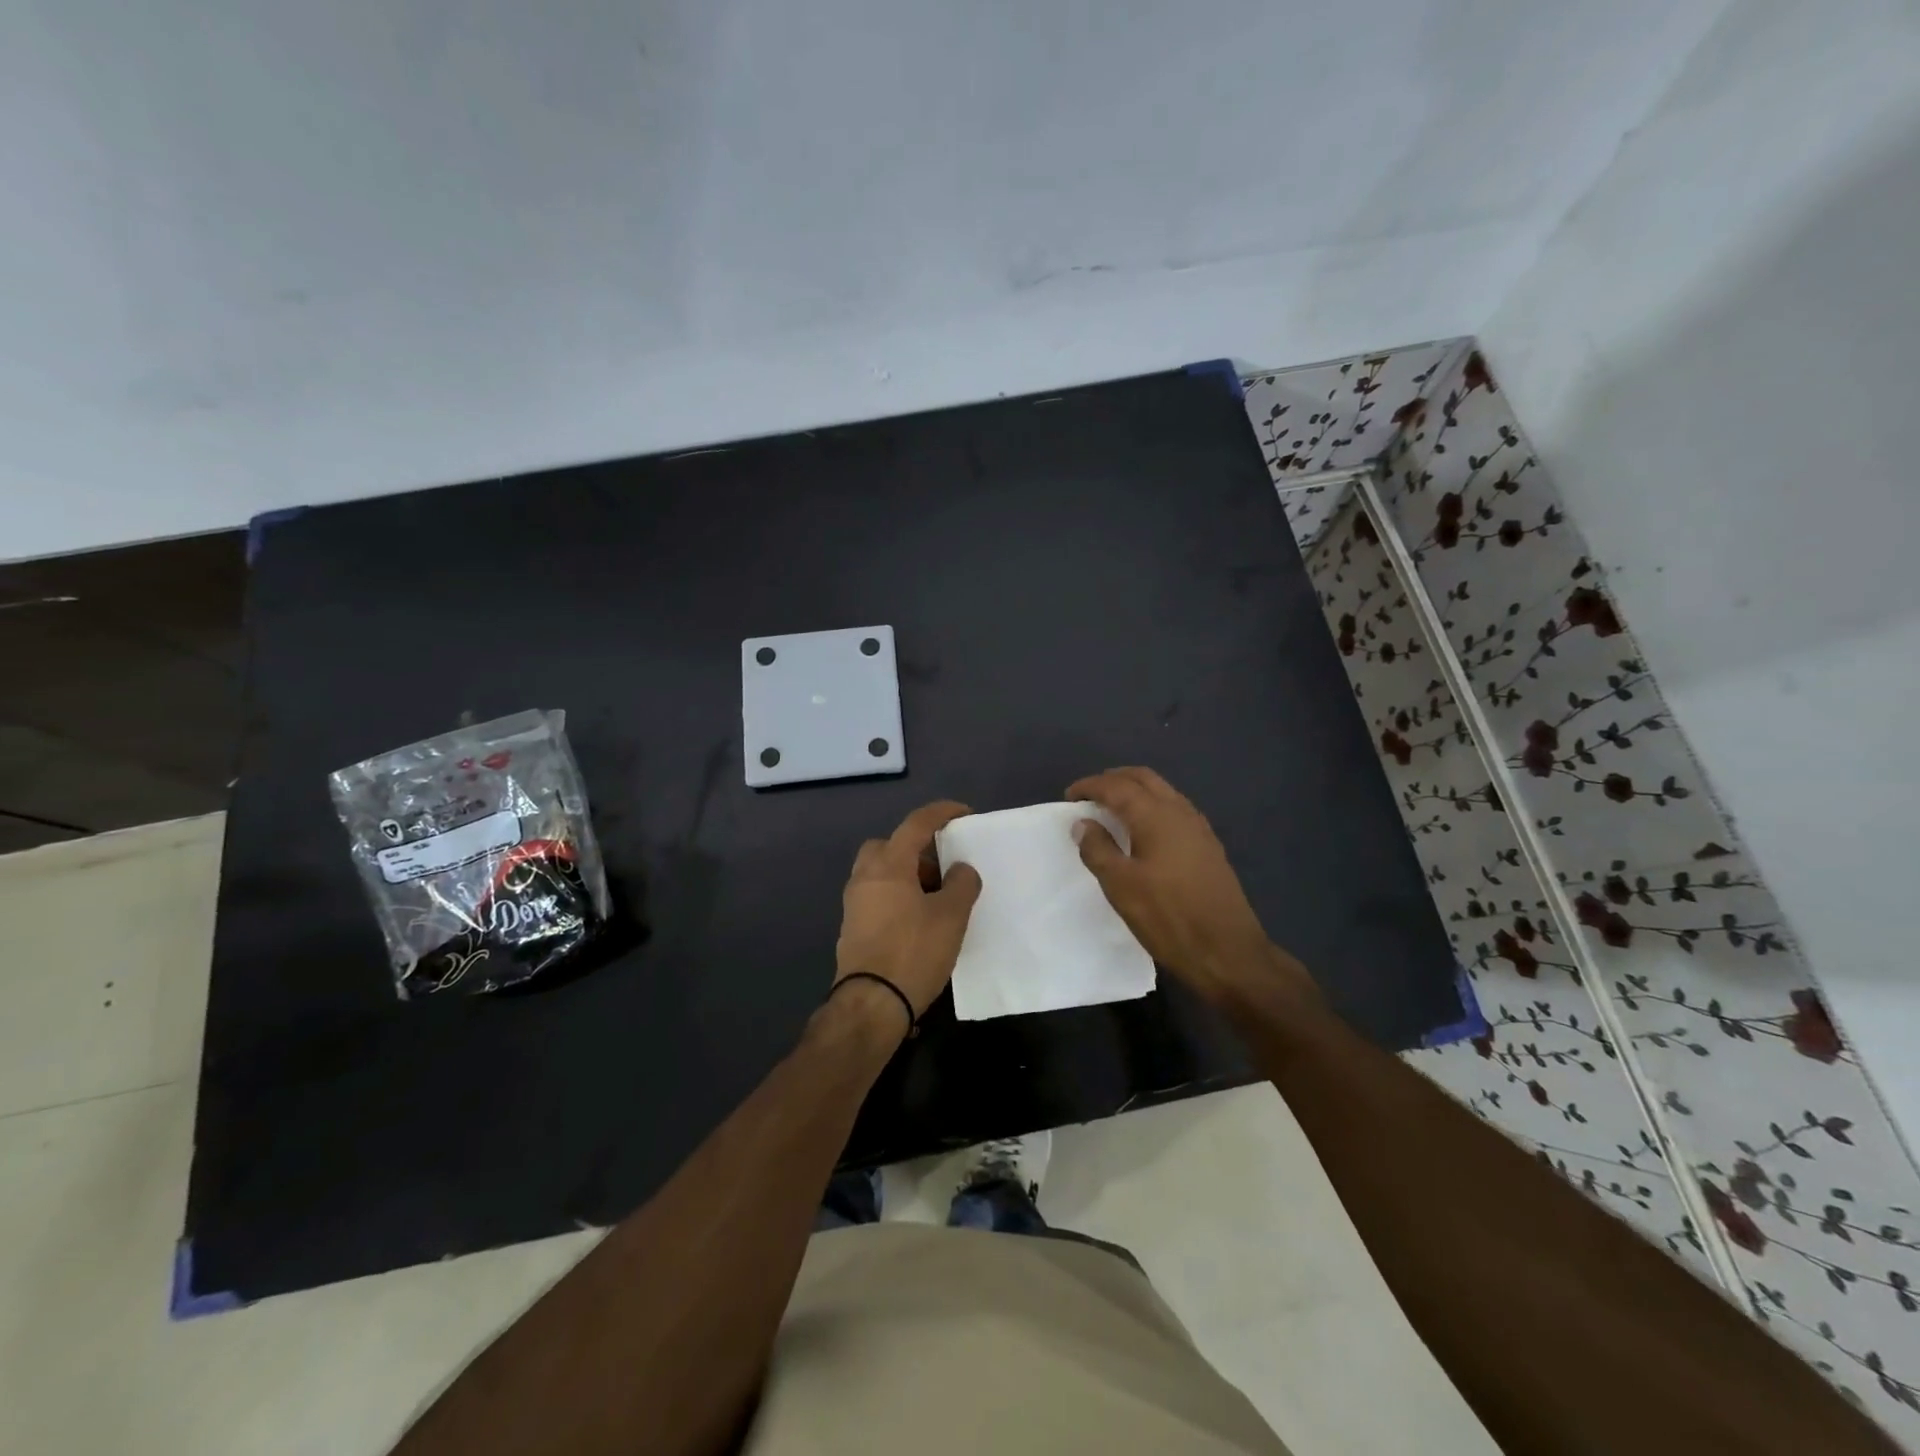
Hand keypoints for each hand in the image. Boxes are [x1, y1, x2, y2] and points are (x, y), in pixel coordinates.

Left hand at [833, 800, 982, 1023]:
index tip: (964, 814)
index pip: (916, 824)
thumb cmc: (913, 952)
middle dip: (916, 849)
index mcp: (889, 865)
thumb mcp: (951, 916)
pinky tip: (919, 921)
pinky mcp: (853, 928)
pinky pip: (877, 897)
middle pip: (890, 845)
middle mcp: (865, 877)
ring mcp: (854, 904)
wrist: (870, 1004)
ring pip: (881, 873)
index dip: (942, 813)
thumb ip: (962, 884)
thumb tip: (960, 868)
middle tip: (942, 867)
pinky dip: (897, 897)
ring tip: (937, 898)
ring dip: (907, 875)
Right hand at [1068, 767, 1315, 1009]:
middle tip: (1090, 795)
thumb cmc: (1168, 917)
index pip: (1117, 786)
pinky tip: (1144, 831)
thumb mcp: (1121, 886)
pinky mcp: (1208, 846)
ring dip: (1135, 791)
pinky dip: (1152, 806)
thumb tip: (1083, 823)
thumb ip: (1098, 849)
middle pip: (1143, 778)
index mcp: (1155, 816)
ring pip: (1163, 791)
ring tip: (1113, 810)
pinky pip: (1175, 809)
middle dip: (1114, 779)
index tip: (1070, 796)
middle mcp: (1180, 811)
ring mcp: (1198, 828)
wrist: (1227, 951)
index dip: (1090, 786)